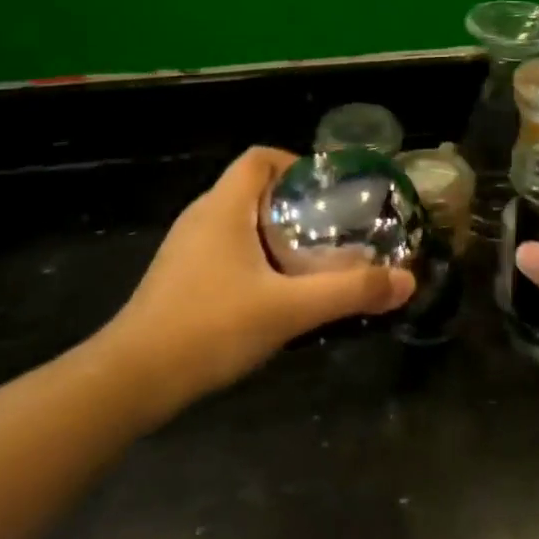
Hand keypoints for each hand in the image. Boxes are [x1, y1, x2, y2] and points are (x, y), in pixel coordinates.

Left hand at [99, 148, 413, 417]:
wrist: (131, 380)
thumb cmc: (210, 327)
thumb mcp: (289, 309)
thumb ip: (349, 292)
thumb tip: (407, 280)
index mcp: (223, 206)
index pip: (259, 158)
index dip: (296, 164)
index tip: (329, 193)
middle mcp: (201, 217)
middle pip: (253, 188)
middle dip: (295, 203)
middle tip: (333, 229)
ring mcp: (185, 248)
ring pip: (239, 221)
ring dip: (275, 232)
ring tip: (312, 259)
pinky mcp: (178, 277)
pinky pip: (224, 248)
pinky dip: (254, 256)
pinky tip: (274, 291)